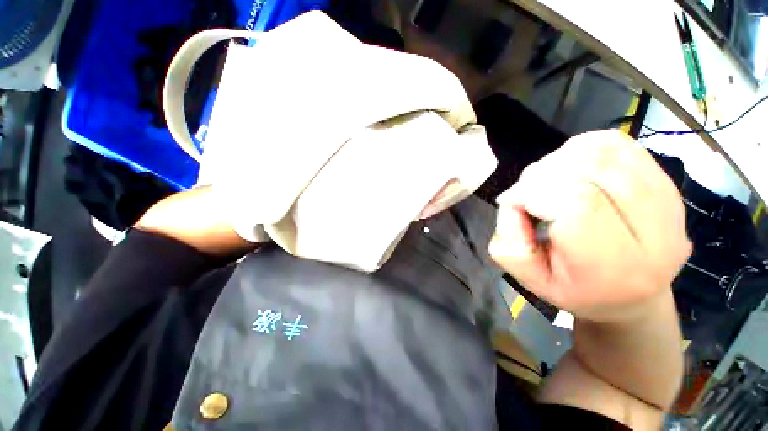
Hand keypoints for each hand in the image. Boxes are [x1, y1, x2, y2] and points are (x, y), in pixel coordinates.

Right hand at [490, 131, 690, 322]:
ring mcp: (669, 201)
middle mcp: (657, 232)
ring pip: (604, 152)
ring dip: (559, 160)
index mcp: (618, 267)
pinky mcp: (666, 181)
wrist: (631, 294)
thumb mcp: (530, 278)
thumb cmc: (576, 289)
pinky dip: (582, 148)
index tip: (510, 201)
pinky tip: (569, 168)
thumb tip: (513, 201)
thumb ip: (510, 244)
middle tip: (524, 193)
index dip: (531, 192)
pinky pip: (618, 144)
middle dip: (540, 175)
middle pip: (591, 172)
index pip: (576, 204)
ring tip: (544, 182)